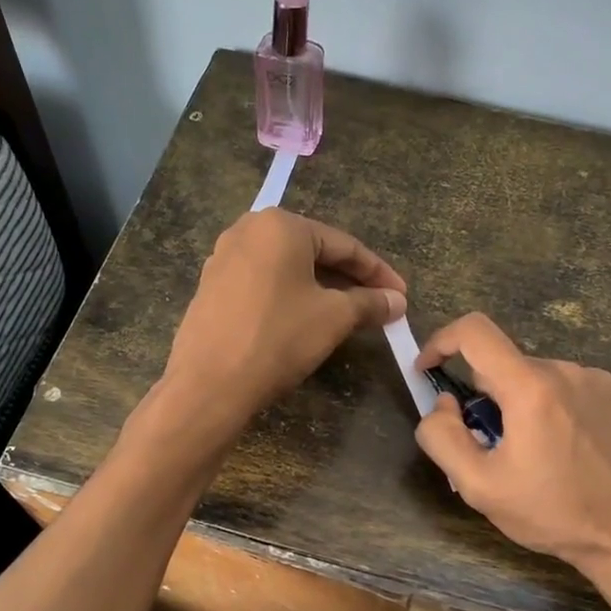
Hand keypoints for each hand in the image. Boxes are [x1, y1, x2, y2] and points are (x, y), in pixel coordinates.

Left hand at [163, 209, 406, 432]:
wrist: (209, 385)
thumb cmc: (278, 338)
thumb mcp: (334, 318)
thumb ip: (369, 302)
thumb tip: (396, 301)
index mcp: (280, 226)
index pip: (343, 245)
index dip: (377, 272)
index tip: (401, 295)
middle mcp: (248, 230)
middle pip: (313, 252)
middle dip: (348, 279)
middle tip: (377, 304)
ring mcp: (223, 258)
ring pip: (286, 269)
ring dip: (320, 289)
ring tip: (347, 313)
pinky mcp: (211, 287)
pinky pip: (263, 283)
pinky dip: (290, 296)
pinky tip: (305, 319)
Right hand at [415, 313, 610, 610]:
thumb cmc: (553, 514)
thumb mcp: (479, 486)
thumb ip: (442, 436)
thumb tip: (443, 402)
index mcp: (531, 387)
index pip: (474, 331)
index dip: (441, 341)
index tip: (429, 370)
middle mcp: (567, 370)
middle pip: (506, 366)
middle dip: (489, 399)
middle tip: (495, 448)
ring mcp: (601, 380)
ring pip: (539, 379)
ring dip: (525, 405)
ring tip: (539, 456)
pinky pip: (573, 388)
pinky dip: (558, 409)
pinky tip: (572, 451)